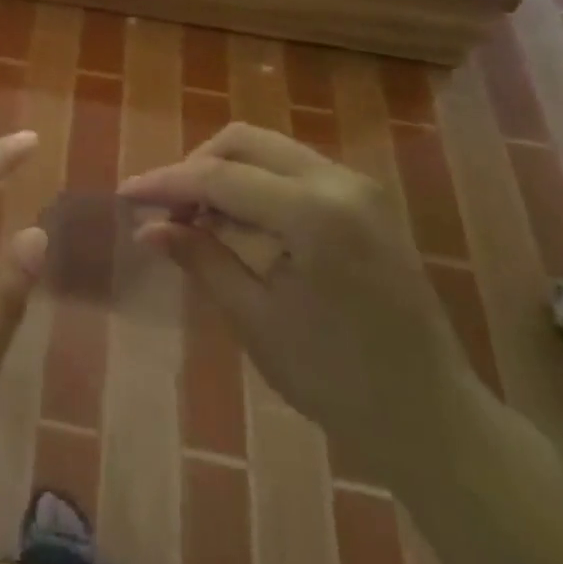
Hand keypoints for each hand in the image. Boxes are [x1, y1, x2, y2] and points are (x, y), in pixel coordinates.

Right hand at [120, 123, 478, 485]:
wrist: (436, 421)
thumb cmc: (340, 381)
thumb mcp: (257, 321)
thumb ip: (201, 260)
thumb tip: (147, 229)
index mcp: (313, 213)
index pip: (220, 177)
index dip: (166, 183)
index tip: (126, 195)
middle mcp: (338, 181)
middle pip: (244, 142)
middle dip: (196, 166)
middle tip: (165, 208)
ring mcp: (357, 186)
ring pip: (269, 149)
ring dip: (225, 171)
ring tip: (195, 216)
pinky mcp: (364, 200)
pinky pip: (294, 168)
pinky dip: (256, 182)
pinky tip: (237, 219)